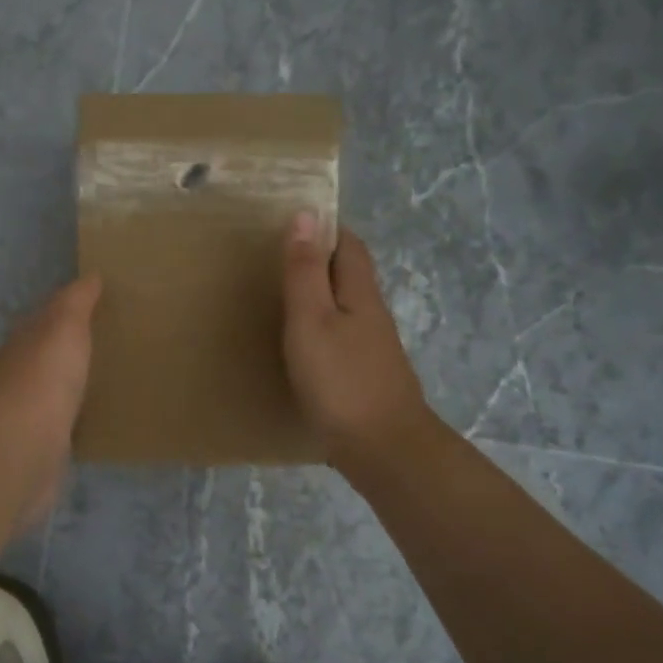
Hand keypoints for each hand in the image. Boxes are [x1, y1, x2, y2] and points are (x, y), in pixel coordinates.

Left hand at [0, 276, 101, 529]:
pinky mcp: (40, 446)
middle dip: (69, 351)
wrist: (23, 448)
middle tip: (108, 345)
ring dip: (73, 386)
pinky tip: (97, 420)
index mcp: (22, 344)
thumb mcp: (64, 326)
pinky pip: (63, 424)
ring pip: (54, 391)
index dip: (66, 313)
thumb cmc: (44, 378)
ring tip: (108, 381)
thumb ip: (76, 302)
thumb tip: (91, 276)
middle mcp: (19, 376)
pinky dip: (76, 418)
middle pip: (45, 357)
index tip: (96, 309)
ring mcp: (28, 414)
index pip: (42, 321)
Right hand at [281, 215, 429, 467]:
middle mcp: (372, 314)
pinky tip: (302, 343)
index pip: (349, 244)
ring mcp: (373, 347)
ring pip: (346, 306)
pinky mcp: (366, 375)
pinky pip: (342, 336)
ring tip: (282, 295)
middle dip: (321, 258)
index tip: (293, 220)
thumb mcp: (312, 320)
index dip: (326, 227)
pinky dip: (321, 327)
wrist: (383, 449)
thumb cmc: (340, 381)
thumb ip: (306, 271)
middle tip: (278, 255)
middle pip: (350, 274)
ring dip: (320, 293)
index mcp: (360, 294)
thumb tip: (307, 214)